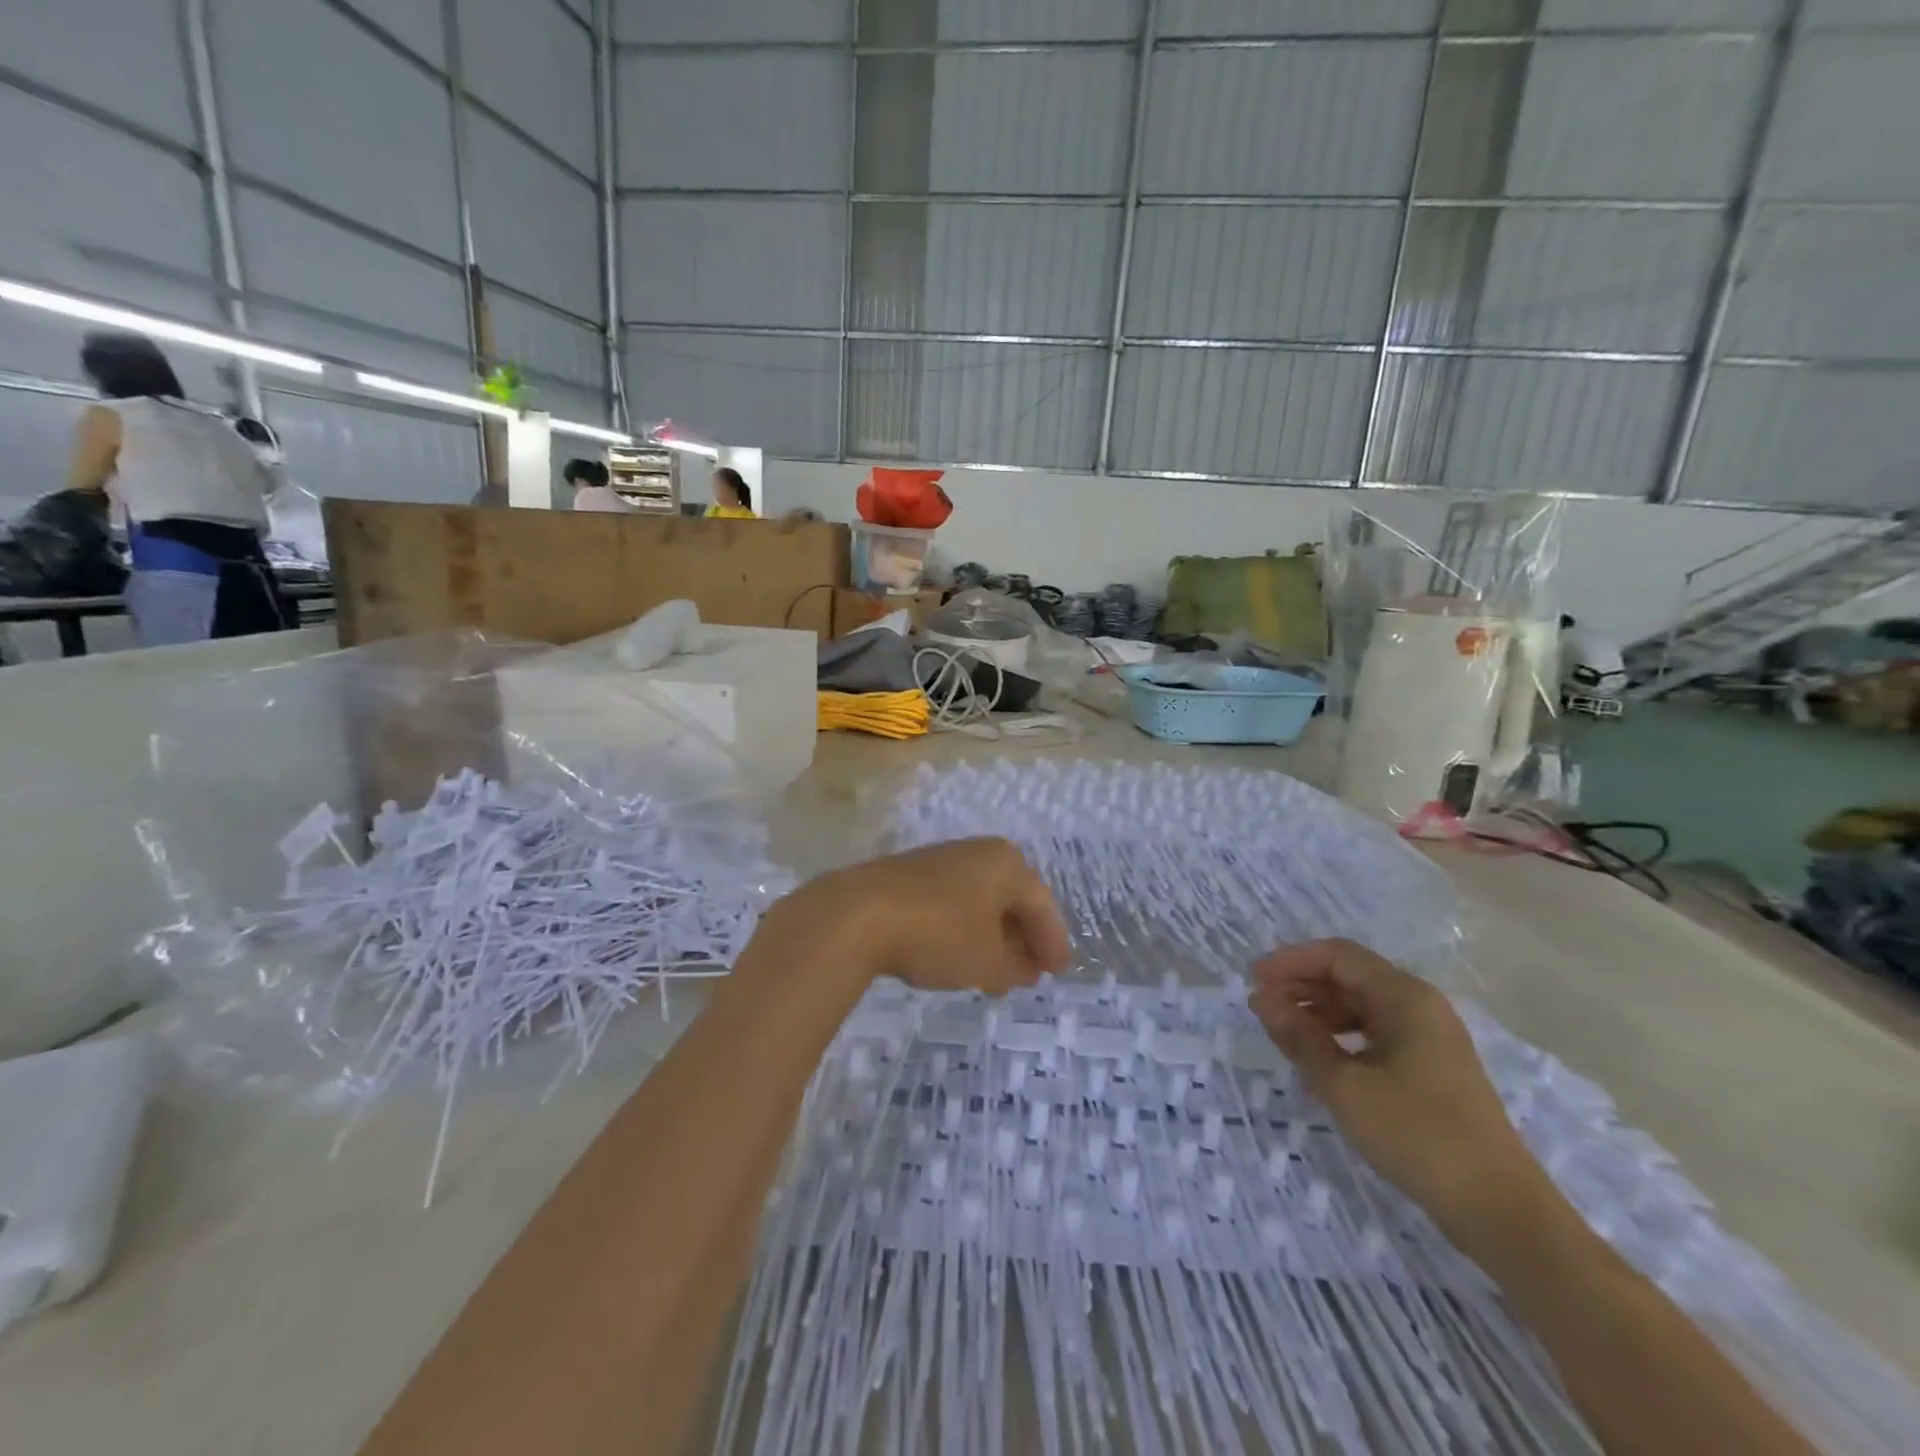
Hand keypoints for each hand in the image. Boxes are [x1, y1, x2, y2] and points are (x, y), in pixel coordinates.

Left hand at [764, 839, 1070, 997]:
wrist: (857, 914)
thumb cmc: (938, 933)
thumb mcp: (986, 961)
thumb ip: (1013, 967)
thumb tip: (1022, 968)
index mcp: (1006, 863)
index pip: (1041, 904)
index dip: (1052, 941)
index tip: (1057, 973)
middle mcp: (976, 853)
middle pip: (1011, 898)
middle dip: (1022, 938)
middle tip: (1029, 974)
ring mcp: (940, 861)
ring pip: (979, 901)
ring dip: (992, 936)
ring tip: (995, 973)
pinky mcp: (908, 875)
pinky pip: (951, 903)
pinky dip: (962, 930)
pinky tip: (956, 956)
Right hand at [1249, 939, 1548, 1238]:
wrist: (1500, 1209)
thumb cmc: (1417, 1135)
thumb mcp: (1344, 1085)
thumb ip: (1299, 1036)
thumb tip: (1261, 999)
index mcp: (1404, 996)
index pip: (1337, 955)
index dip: (1290, 961)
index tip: (1253, 982)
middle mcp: (1420, 1004)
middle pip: (1350, 975)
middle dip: (1302, 985)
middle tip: (1262, 1008)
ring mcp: (1431, 1036)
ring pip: (1363, 1004)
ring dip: (1320, 1011)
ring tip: (1286, 1034)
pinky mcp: (1434, 1065)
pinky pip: (1378, 1031)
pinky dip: (1343, 1035)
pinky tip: (1323, 1060)